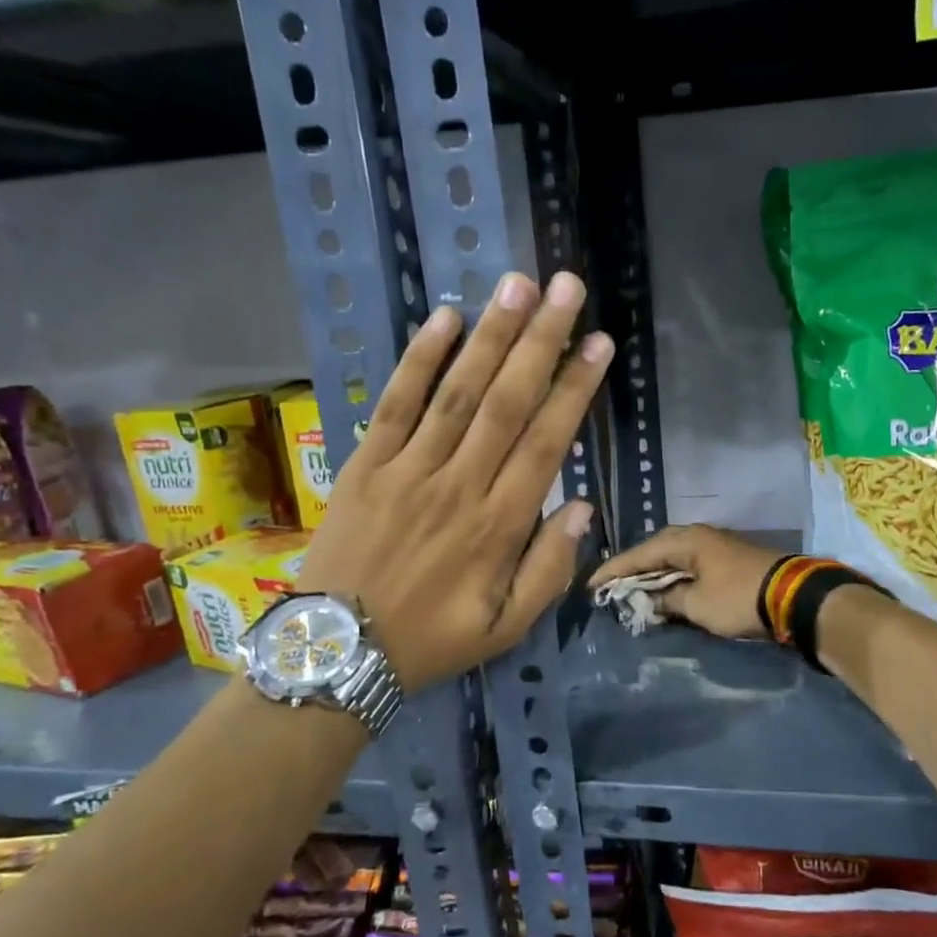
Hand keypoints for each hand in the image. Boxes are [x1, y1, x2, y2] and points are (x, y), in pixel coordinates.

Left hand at [293, 271, 612, 690]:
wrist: (337, 651)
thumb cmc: (431, 640)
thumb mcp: (506, 629)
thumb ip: (549, 570)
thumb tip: (581, 507)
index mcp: (499, 525)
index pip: (547, 442)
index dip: (576, 389)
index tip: (599, 343)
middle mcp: (460, 485)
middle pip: (508, 402)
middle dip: (541, 340)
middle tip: (566, 287)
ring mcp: (408, 470)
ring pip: (457, 392)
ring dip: (491, 336)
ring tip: (517, 285)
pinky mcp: (365, 464)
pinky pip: (395, 403)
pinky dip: (418, 359)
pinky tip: (444, 318)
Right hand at [589, 525, 785, 640]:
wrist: (794, 597)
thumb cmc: (739, 597)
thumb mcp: (697, 604)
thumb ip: (668, 600)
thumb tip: (652, 599)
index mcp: (686, 540)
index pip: (639, 554)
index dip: (614, 570)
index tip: (591, 584)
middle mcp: (698, 536)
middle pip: (655, 550)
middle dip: (633, 569)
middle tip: (611, 586)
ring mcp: (715, 546)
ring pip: (673, 558)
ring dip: (654, 574)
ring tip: (633, 590)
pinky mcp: (728, 561)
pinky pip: (689, 566)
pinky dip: (674, 578)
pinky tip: (666, 590)